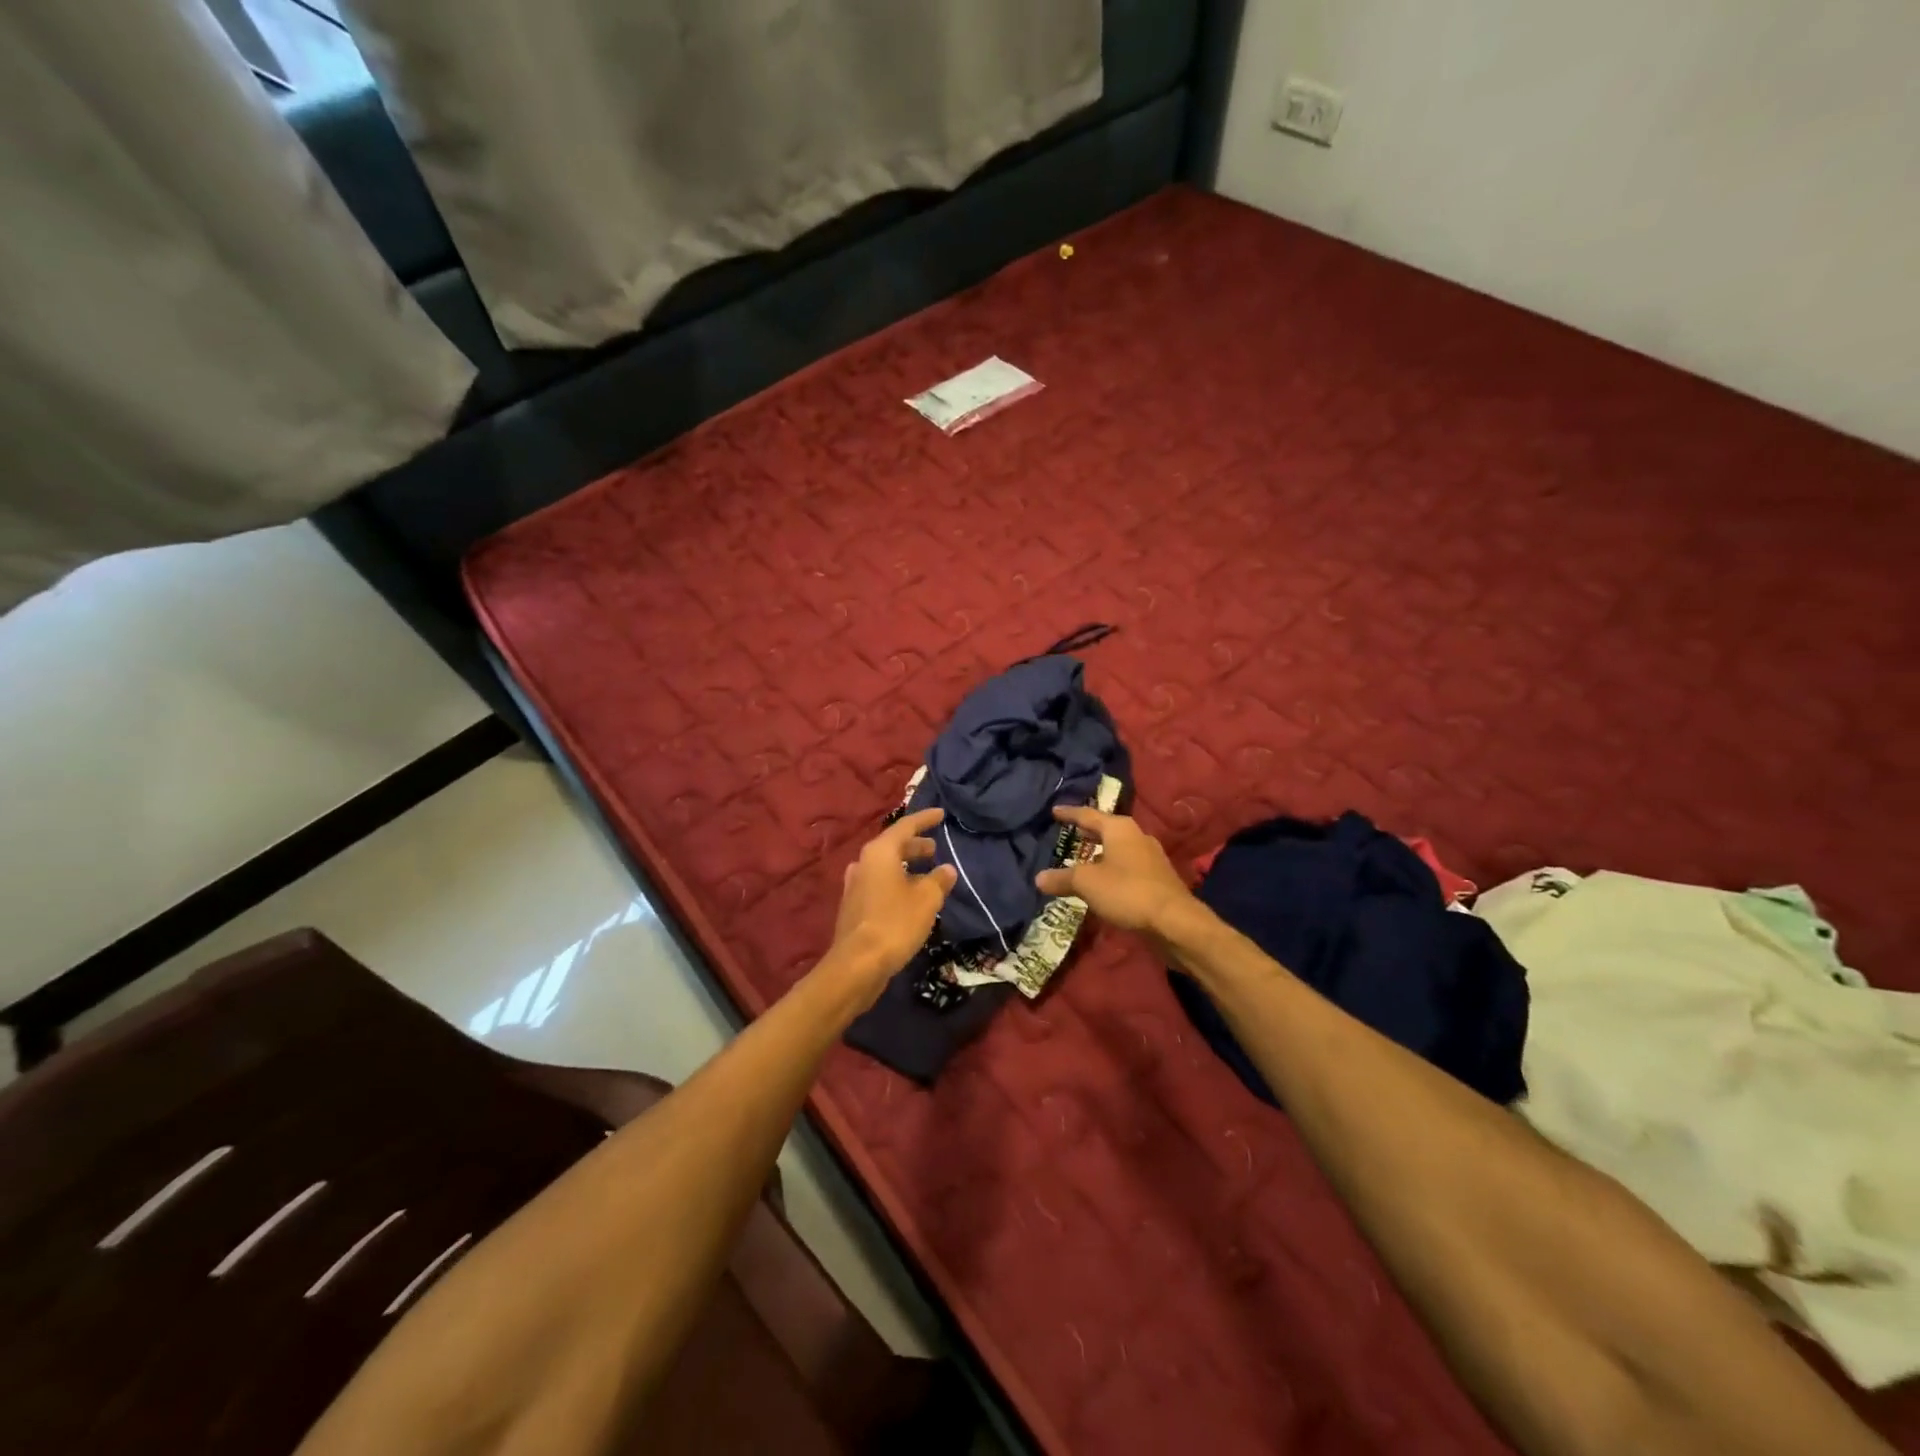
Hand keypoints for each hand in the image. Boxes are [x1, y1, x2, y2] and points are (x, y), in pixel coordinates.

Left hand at [827, 808, 957, 1000]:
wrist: (857, 963)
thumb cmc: (895, 923)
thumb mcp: (926, 899)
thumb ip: (939, 880)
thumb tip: (946, 869)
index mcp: (880, 852)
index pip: (905, 826)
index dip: (925, 819)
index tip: (941, 814)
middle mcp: (864, 862)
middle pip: (893, 846)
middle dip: (915, 845)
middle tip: (934, 849)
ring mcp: (855, 885)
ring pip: (885, 866)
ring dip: (906, 866)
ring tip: (926, 873)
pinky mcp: (853, 906)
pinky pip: (879, 884)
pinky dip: (896, 883)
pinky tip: (909, 897)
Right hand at [1035, 807, 1193, 936]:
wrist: (1174, 921)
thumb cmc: (1127, 891)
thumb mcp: (1087, 883)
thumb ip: (1062, 878)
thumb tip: (1038, 878)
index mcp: (1119, 829)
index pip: (1088, 815)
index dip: (1069, 814)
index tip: (1054, 811)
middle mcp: (1137, 836)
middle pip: (1107, 829)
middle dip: (1088, 832)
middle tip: (1070, 832)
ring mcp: (1150, 858)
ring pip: (1119, 849)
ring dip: (1101, 852)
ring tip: (1084, 858)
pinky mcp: (1157, 879)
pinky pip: (1128, 866)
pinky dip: (1112, 868)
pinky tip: (1104, 881)